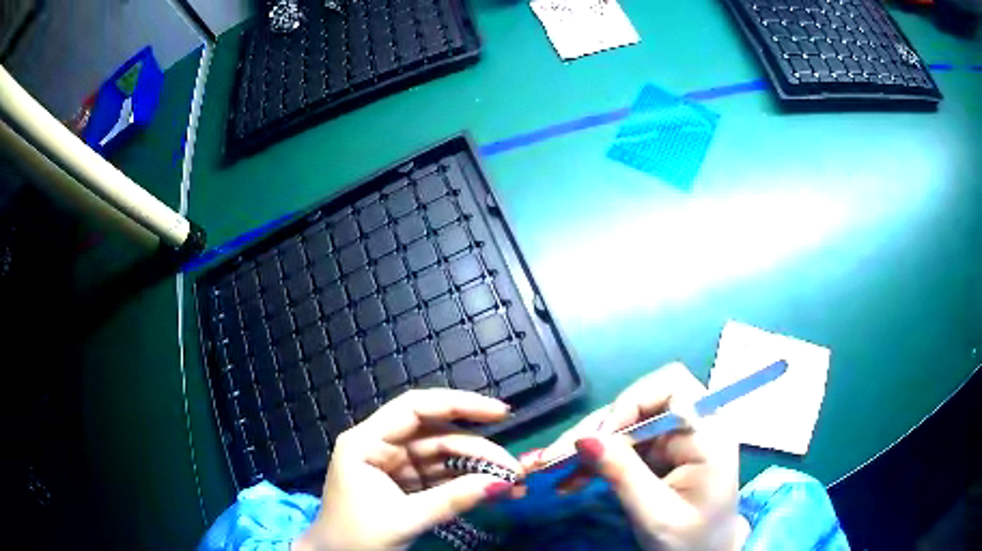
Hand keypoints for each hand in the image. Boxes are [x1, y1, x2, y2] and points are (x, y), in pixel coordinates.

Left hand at [294, 389, 519, 550]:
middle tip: (515, 470)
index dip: (459, 404)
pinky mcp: (405, 484)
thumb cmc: (356, 538)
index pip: (415, 408)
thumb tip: (503, 484)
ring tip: (513, 484)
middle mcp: (381, 446)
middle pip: (436, 435)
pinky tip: (494, 491)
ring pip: (443, 457)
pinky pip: (441, 477)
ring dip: (478, 469)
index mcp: (366, 442)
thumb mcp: (403, 519)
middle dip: (478, 450)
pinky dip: (467, 484)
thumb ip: (452, 500)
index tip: (500, 412)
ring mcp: (394, 466)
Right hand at [527, 363, 748, 550]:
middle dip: (597, 429)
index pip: (672, 386)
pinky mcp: (660, 454)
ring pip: (625, 424)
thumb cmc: (691, 540)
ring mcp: (675, 439)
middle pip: (640, 404)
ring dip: (588, 446)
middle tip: (555, 457)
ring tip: (553, 470)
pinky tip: (571, 481)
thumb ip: (623, 475)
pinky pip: (623, 445)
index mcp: (708, 434)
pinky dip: (596, 460)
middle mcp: (693, 426)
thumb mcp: (656, 514)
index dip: (633, 401)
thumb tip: (584, 438)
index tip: (601, 436)